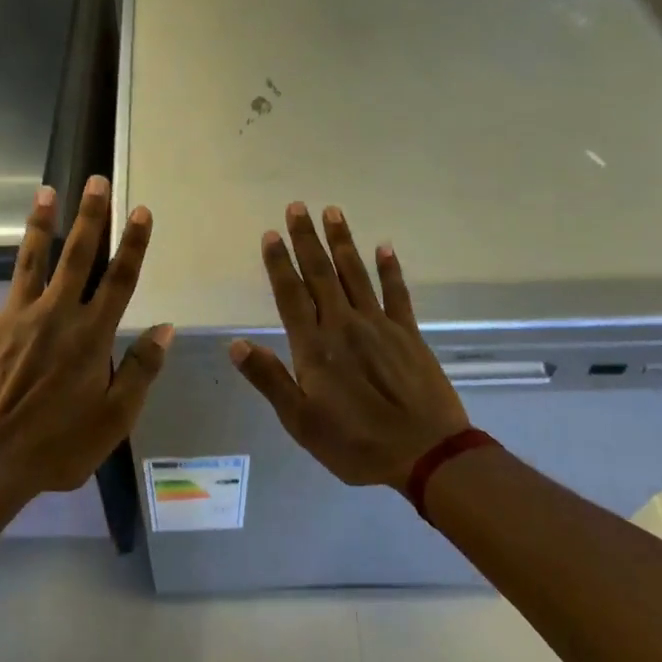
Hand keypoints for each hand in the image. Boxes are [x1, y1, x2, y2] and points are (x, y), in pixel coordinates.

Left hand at [0, 176, 173, 500]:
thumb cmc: (55, 447)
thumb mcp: (114, 420)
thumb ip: (141, 371)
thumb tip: (165, 328)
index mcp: (90, 336)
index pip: (120, 280)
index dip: (133, 244)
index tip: (141, 211)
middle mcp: (55, 315)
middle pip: (77, 257)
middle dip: (90, 217)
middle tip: (96, 181)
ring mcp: (14, 319)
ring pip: (30, 261)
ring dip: (39, 224)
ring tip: (47, 190)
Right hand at [230, 203, 475, 490]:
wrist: (425, 455)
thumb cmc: (355, 444)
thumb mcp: (301, 422)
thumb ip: (269, 379)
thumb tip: (235, 345)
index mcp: (314, 346)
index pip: (291, 294)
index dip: (279, 263)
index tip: (271, 234)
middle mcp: (343, 325)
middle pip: (321, 273)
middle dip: (307, 239)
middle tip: (297, 206)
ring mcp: (379, 326)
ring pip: (355, 274)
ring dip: (342, 242)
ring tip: (332, 212)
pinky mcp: (408, 334)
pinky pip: (396, 293)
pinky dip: (390, 268)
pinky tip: (384, 246)